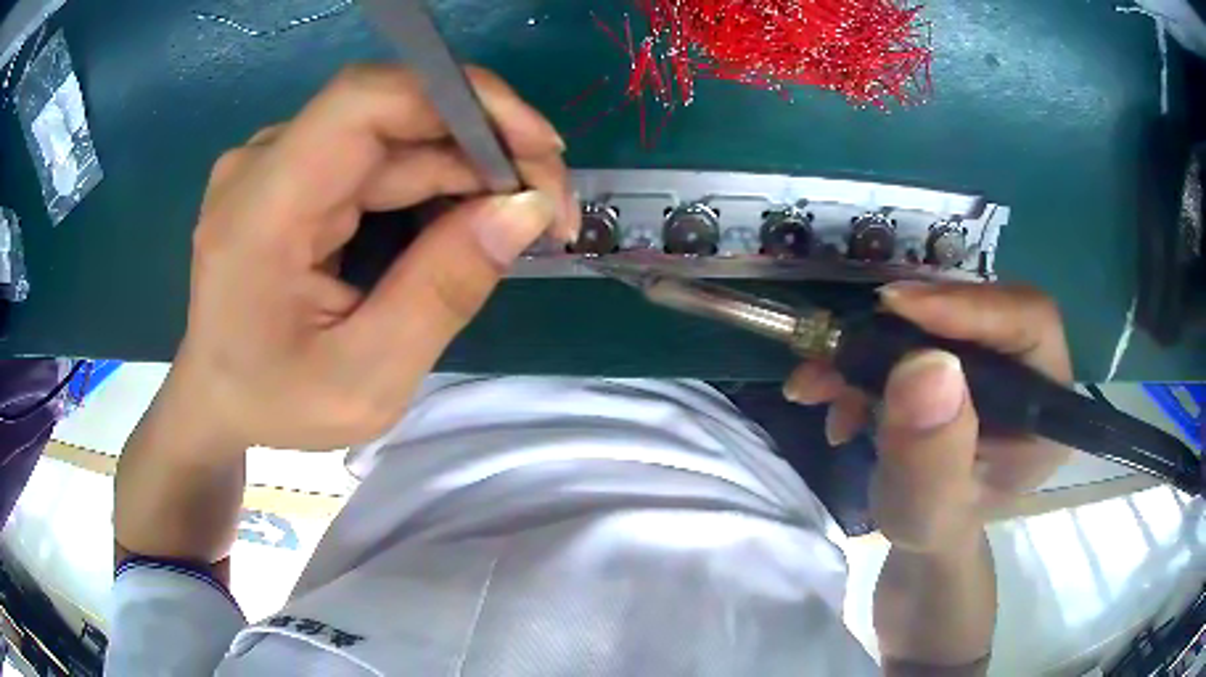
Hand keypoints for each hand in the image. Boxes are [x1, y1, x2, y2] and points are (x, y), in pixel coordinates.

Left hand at [173, 64, 577, 450]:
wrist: (214, 403)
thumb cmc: (275, 404)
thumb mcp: (366, 380)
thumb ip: (442, 292)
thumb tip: (525, 208)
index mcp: (261, 209)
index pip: (365, 100)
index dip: (461, 100)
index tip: (537, 149)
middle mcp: (264, 163)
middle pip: (392, 112)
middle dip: (484, 146)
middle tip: (548, 206)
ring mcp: (276, 163)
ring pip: (393, 134)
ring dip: (465, 167)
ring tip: (518, 218)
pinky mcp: (292, 174)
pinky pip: (376, 157)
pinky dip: (432, 181)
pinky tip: (464, 220)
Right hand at [784, 283, 1072, 552]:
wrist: (922, 531)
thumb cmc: (935, 528)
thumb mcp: (929, 511)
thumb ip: (933, 453)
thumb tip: (927, 365)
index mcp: (1045, 407)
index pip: (1029, 322)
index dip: (970, 306)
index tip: (897, 308)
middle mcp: (1025, 367)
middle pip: (976, 308)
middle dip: (903, 327)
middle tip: (845, 345)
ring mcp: (989, 358)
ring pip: (936, 316)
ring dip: (870, 344)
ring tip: (820, 383)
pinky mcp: (955, 355)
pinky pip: (909, 333)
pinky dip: (863, 357)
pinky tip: (831, 395)